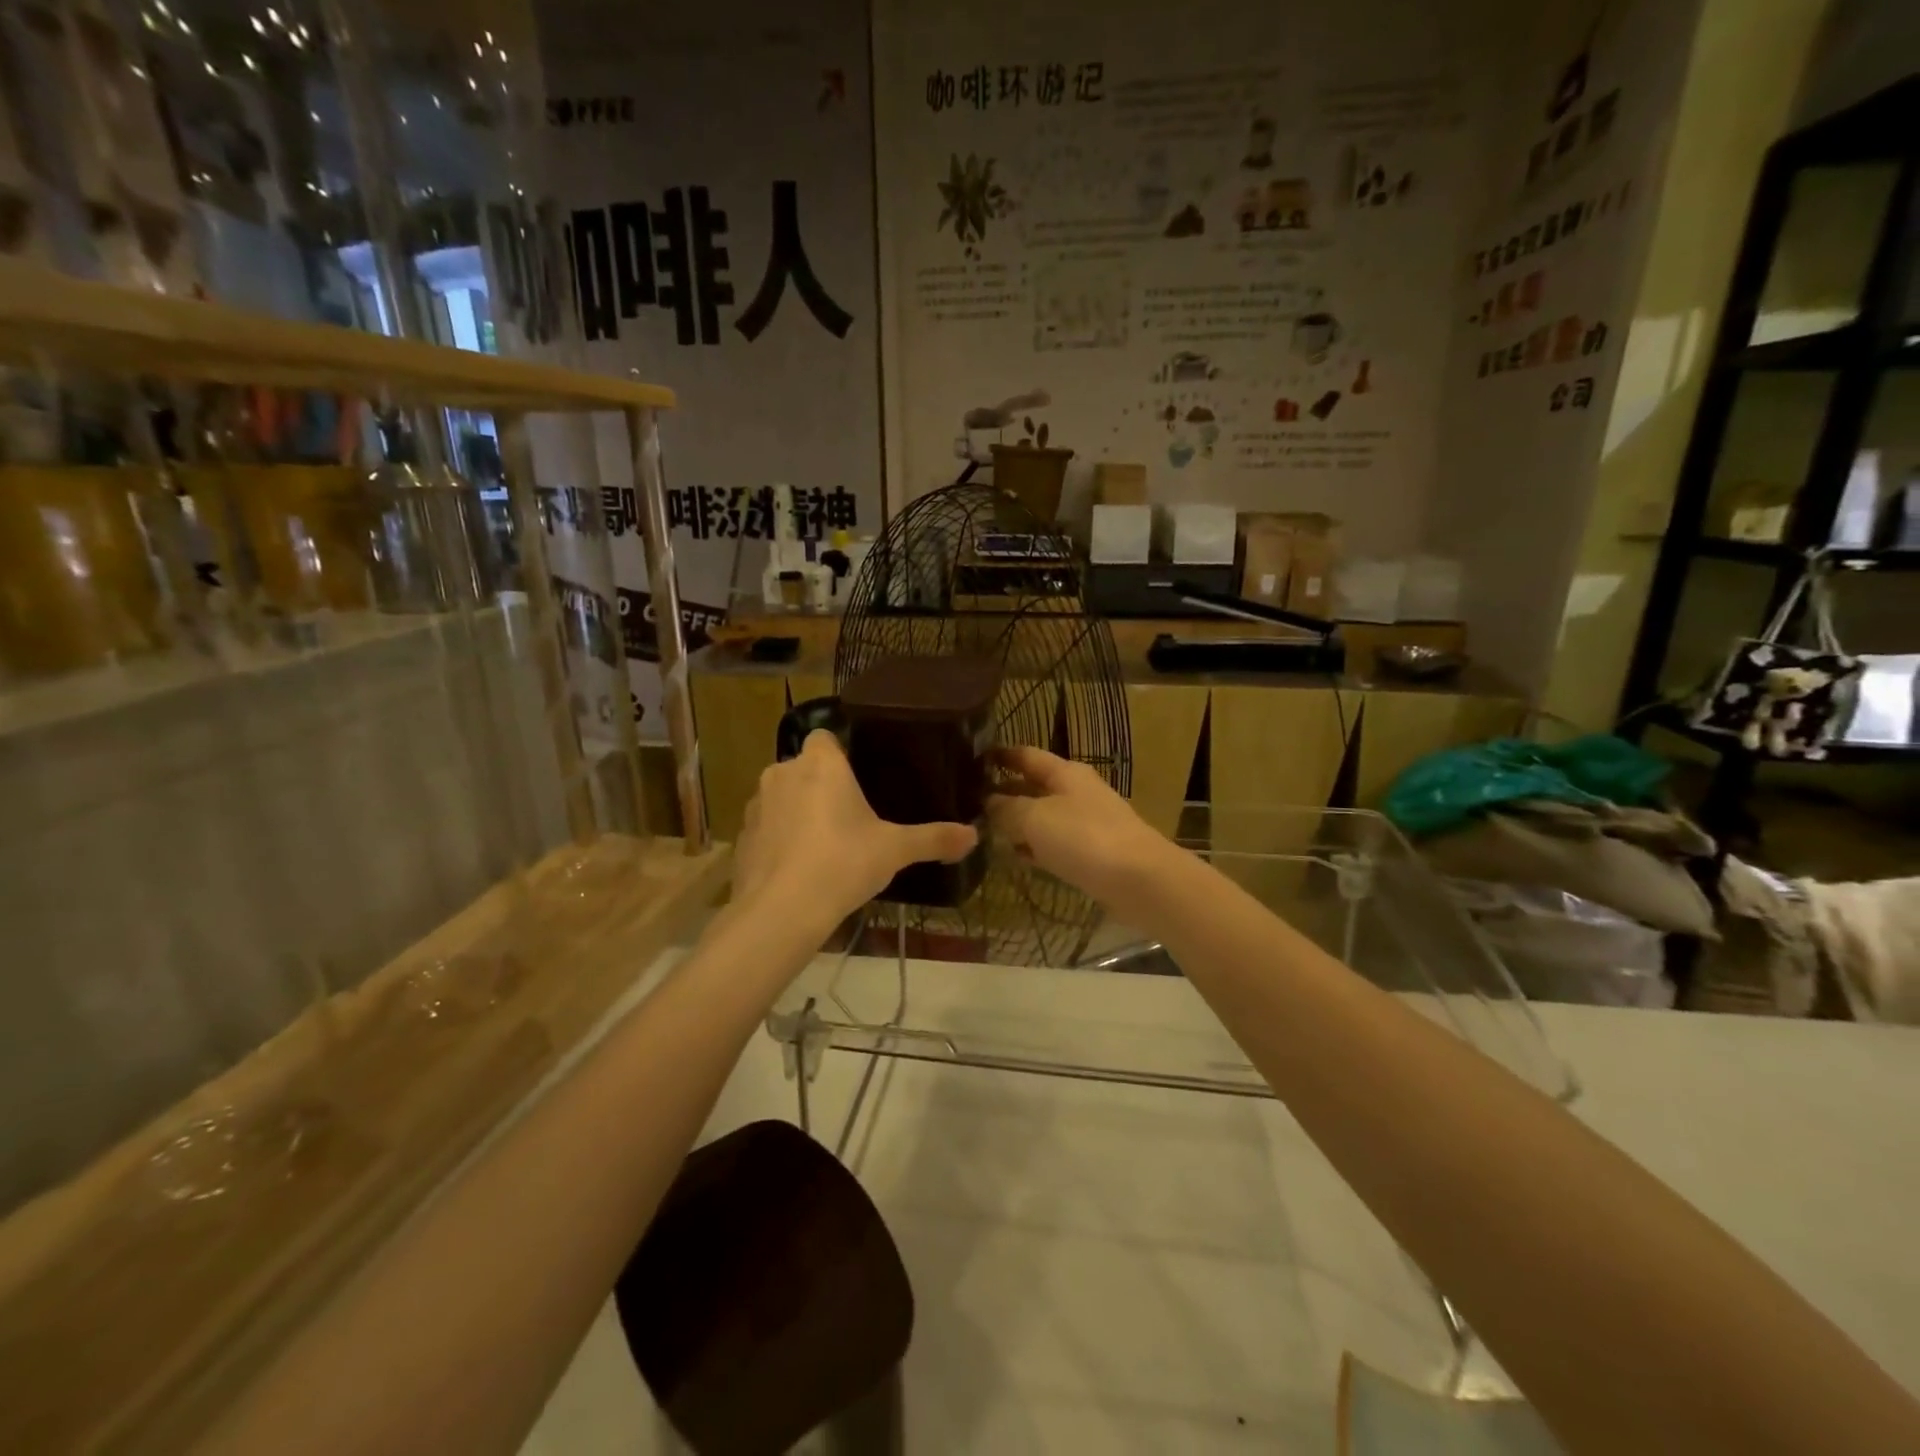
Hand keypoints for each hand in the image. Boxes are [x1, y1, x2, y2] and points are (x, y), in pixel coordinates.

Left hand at [733, 730, 977, 925]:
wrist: (781, 911)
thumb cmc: (843, 863)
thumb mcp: (895, 850)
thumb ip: (933, 838)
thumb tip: (974, 836)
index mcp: (821, 764)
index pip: (824, 737)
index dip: (839, 754)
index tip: (857, 779)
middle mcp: (783, 772)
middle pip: (803, 767)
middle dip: (820, 786)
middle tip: (848, 817)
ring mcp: (756, 804)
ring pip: (781, 796)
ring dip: (797, 811)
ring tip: (823, 845)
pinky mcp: (741, 836)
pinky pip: (765, 826)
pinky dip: (778, 839)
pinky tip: (797, 867)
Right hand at [987, 746, 1172, 906]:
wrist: (1140, 881)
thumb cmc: (1084, 838)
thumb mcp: (1034, 818)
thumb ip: (1006, 808)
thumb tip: (988, 802)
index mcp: (1065, 773)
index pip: (1027, 755)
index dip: (1001, 755)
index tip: (972, 759)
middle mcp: (1076, 792)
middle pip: (1034, 786)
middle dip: (1004, 792)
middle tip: (969, 802)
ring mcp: (1086, 824)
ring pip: (1043, 817)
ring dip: (1017, 823)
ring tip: (984, 830)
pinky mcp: (1092, 854)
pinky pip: (1055, 845)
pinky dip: (1035, 848)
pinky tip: (1016, 857)